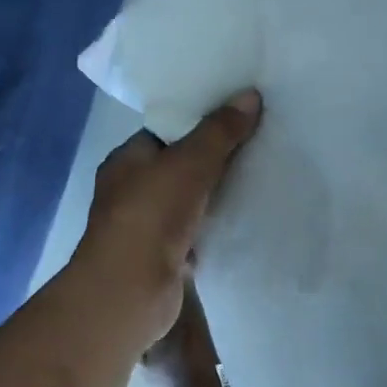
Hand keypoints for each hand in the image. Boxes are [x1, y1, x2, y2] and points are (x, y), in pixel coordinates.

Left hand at [73, 91, 261, 347]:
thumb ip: (219, 132)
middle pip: (179, 167)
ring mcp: (146, 227)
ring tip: (260, 178)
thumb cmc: (151, 216)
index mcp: (126, 161)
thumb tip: (250, 95)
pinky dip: (216, 226)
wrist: (130, 291)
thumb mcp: (189, 163)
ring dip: (216, 195)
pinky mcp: (163, 257)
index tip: (237, 117)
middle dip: (213, 160)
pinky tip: (245, 219)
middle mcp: (131, 191)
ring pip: (189, 201)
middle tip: (257, 145)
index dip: (199, 123)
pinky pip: (196, 232)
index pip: (165, 133)